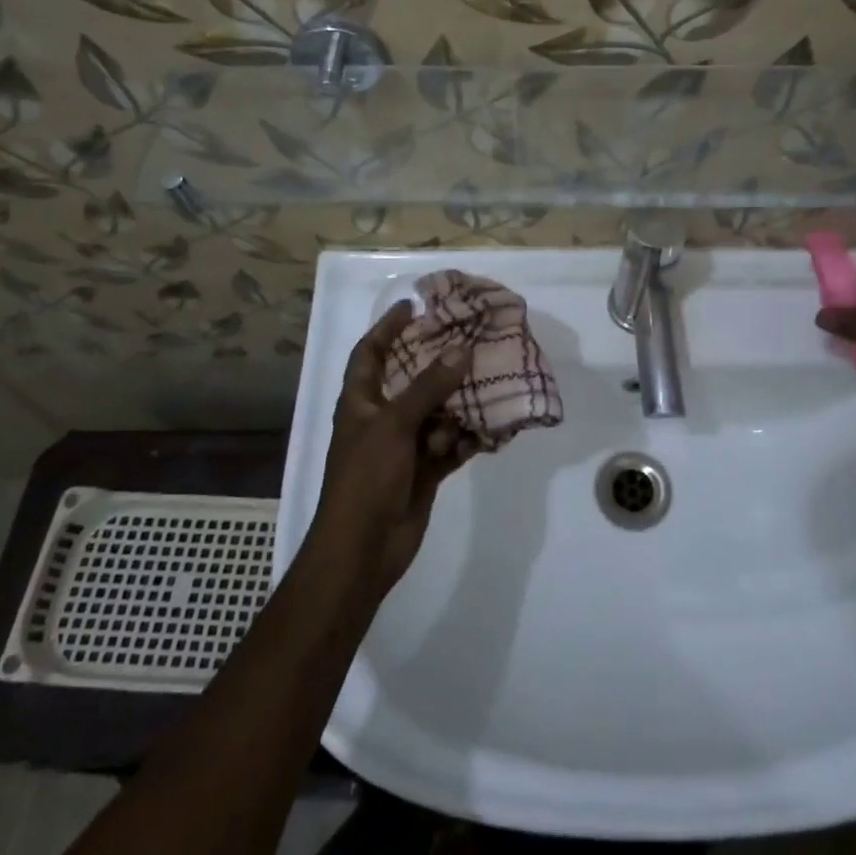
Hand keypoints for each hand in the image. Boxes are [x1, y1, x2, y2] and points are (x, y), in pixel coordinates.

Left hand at [307, 301, 473, 597]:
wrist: (364, 549)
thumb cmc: (367, 477)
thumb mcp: (395, 425)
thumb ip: (429, 387)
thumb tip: (460, 350)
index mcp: (361, 401)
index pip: (371, 352)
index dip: (387, 327)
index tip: (412, 306)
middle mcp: (382, 418)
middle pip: (412, 379)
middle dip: (438, 361)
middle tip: (469, 337)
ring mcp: (405, 445)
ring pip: (438, 412)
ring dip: (460, 402)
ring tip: (492, 379)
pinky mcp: (425, 469)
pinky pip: (451, 444)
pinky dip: (468, 437)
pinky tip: (494, 427)